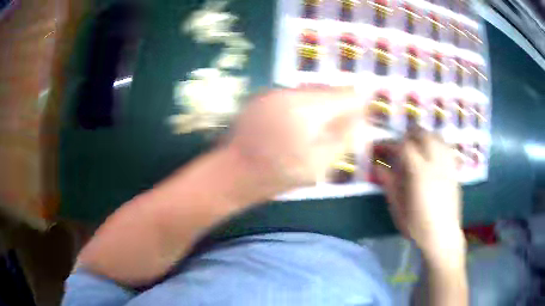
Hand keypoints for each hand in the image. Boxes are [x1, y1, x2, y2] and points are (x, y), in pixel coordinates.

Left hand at [227, 88, 363, 196]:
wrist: (234, 173)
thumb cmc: (279, 175)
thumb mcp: (319, 164)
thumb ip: (344, 138)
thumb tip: (363, 121)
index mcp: (307, 109)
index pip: (346, 94)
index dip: (358, 106)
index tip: (358, 122)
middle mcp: (290, 92)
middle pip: (328, 91)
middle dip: (338, 108)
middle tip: (335, 132)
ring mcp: (273, 92)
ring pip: (310, 93)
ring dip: (319, 108)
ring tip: (312, 132)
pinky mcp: (262, 97)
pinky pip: (292, 97)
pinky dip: (301, 108)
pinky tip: (293, 128)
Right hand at [375, 127, 464, 259]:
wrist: (442, 236)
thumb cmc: (417, 225)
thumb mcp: (398, 208)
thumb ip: (389, 184)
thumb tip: (378, 167)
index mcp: (419, 173)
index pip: (406, 146)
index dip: (394, 143)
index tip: (386, 147)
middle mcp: (435, 164)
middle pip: (425, 135)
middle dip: (412, 133)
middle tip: (403, 140)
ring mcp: (447, 166)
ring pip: (438, 138)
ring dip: (427, 136)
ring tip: (419, 143)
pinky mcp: (454, 172)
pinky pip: (447, 149)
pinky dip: (438, 144)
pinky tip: (434, 152)